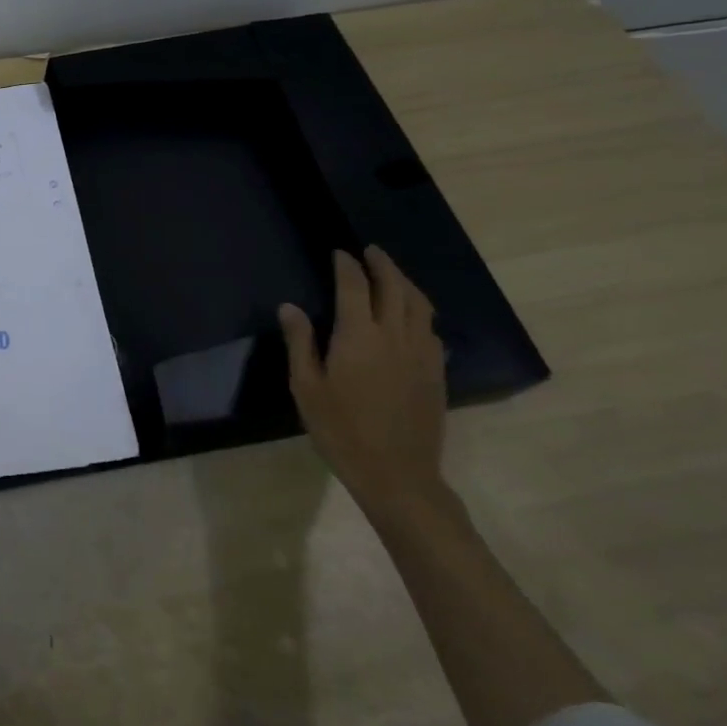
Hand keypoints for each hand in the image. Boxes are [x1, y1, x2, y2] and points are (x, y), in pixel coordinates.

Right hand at [278, 246, 448, 517]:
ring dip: (405, 283)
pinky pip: (431, 328)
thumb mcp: (306, 388)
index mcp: (359, 336)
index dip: (347, 266)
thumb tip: (290, 307)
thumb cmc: (341, 431)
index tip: (339, 253)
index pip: (355, 286)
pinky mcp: (436, 371)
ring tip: (392, 275)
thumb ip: (300, 343)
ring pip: (420, 304)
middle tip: (370, 252)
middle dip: (382, 264)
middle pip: (394, 287)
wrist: (397, 474)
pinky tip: (411, 317)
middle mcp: (395, 335)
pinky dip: (419, 311)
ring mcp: (421, 353)